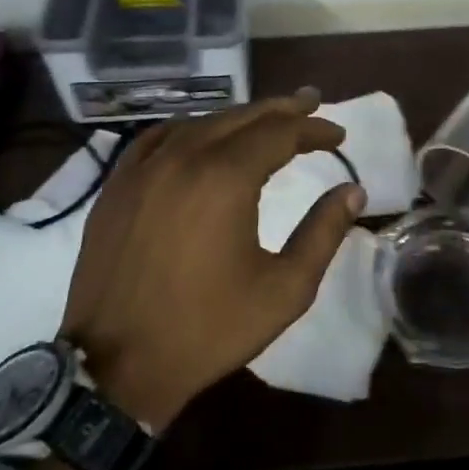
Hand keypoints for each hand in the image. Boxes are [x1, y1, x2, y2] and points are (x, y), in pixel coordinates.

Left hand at [59, 89, 365, 430]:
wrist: (116, 367)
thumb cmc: (208, 329)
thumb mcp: (284, 289)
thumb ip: (323, 233)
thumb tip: (353, 191)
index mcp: (225, 178)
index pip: (280, 133)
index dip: (313, 129)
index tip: (338, 135)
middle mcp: (183, 157)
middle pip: (241, 117)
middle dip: (282, 109)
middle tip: (311, 102)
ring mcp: (143, 168)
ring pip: (200, 123)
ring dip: (238, 117)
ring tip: (265, 118)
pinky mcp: (117, 186)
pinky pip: (158, 138)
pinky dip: (190, 129)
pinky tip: (200, 135)